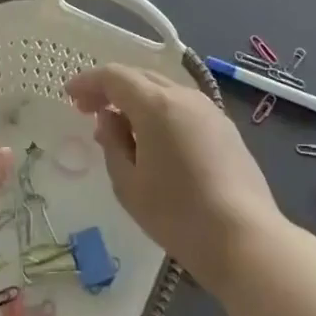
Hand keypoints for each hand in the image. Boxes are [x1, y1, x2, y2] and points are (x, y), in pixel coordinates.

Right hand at [66, 64, 283, 290]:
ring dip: (137, 100)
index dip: (88, 82)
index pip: (114, 76)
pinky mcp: (226, 128)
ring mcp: (209, 110)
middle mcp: (183, 96)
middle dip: (111, 89)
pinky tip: (155, 139)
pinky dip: (161, 112)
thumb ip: (112, 143)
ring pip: (164, 90)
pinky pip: (183, 107)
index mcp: (156, 104)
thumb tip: (109, 119)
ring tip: (121, 127)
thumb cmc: (177, 214)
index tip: (70, 97)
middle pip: (140, 77)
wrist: (245, 239)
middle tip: (89, 110)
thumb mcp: (128, 184)